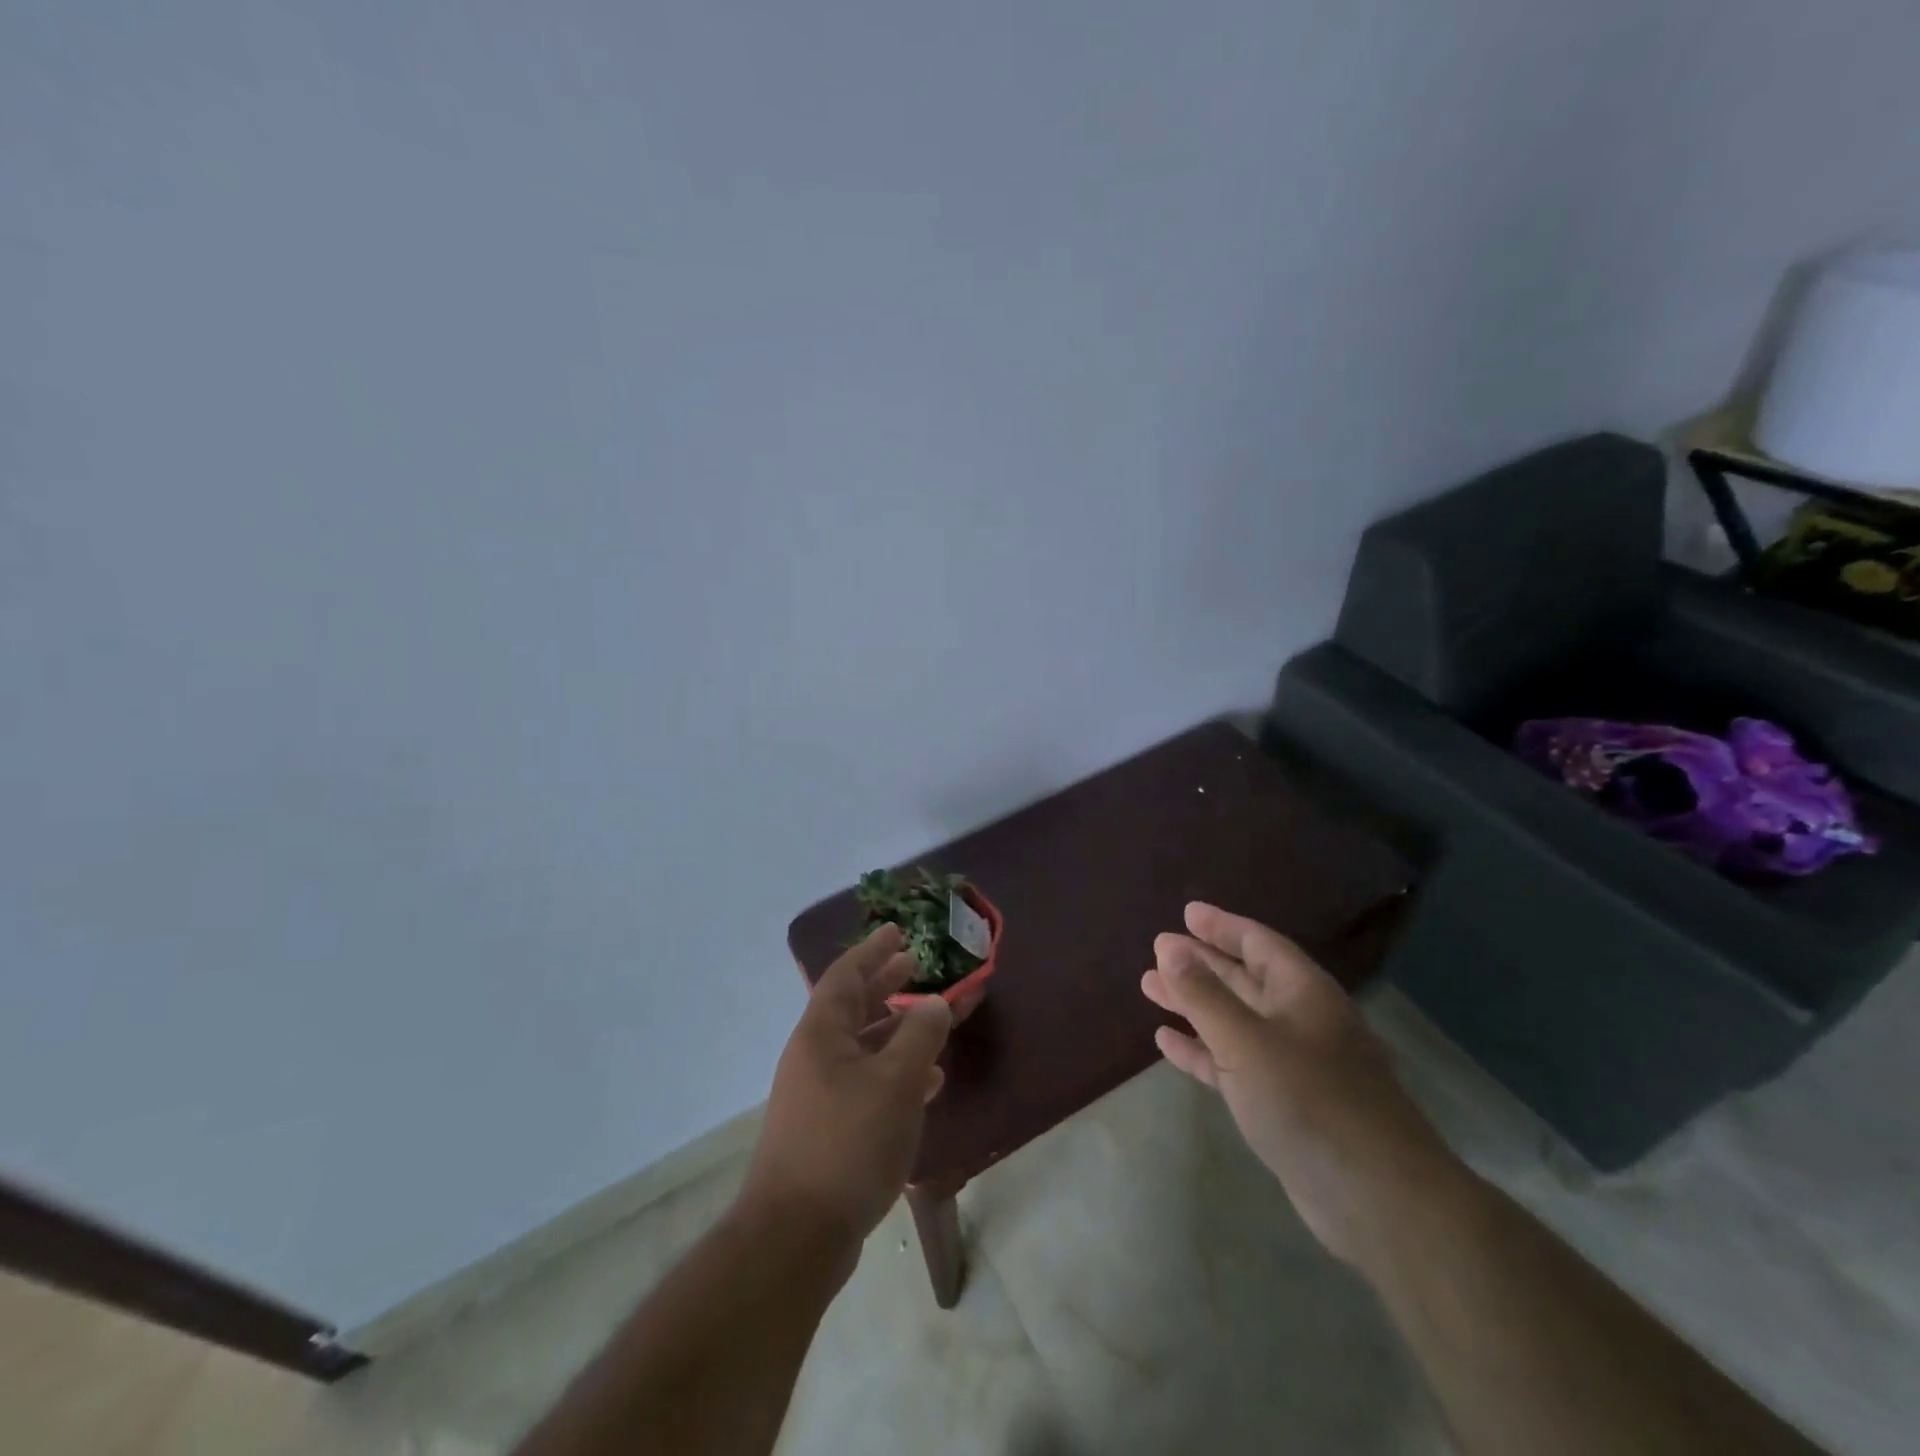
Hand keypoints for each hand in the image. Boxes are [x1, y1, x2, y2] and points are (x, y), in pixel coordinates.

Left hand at [738, 924, 952, 1257]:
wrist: (797, 1235)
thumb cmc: (848, 1142)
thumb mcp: (895, 1082)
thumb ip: (919, 1036)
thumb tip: (934, 1002)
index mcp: (822, 1033)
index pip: (846, 975)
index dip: (872, 950)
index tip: (897, 931)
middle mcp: (815, 1056)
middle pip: (853, 1007)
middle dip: (884, 984)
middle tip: (914, 964)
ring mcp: (818, 1095)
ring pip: (864, 1047)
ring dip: (896, 1030)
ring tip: (931, 1021)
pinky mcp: (828, 1129)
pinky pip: (866, 1083)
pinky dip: (895, 1074)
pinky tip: (926, 1085)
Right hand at [1142, 902, 1461, 1267]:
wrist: (1378, 1200)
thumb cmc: (1310, 1101)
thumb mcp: (1246, 1041)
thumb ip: (1203, 994)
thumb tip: (1169, 947)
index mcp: (1303, 992)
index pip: (1258, 942)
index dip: (1222, 926)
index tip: (1187, 913)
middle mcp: (1301, 1020)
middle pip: (1243, 979)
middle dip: (1201, 963)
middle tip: (1158, 948)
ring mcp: (1294, 1065)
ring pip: (1235, 1021)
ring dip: (1194, 1004)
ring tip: (1150, 987)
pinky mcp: (1284, 1105)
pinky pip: (1234, 1064)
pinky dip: (1202, 1050)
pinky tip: (1167, 1042)